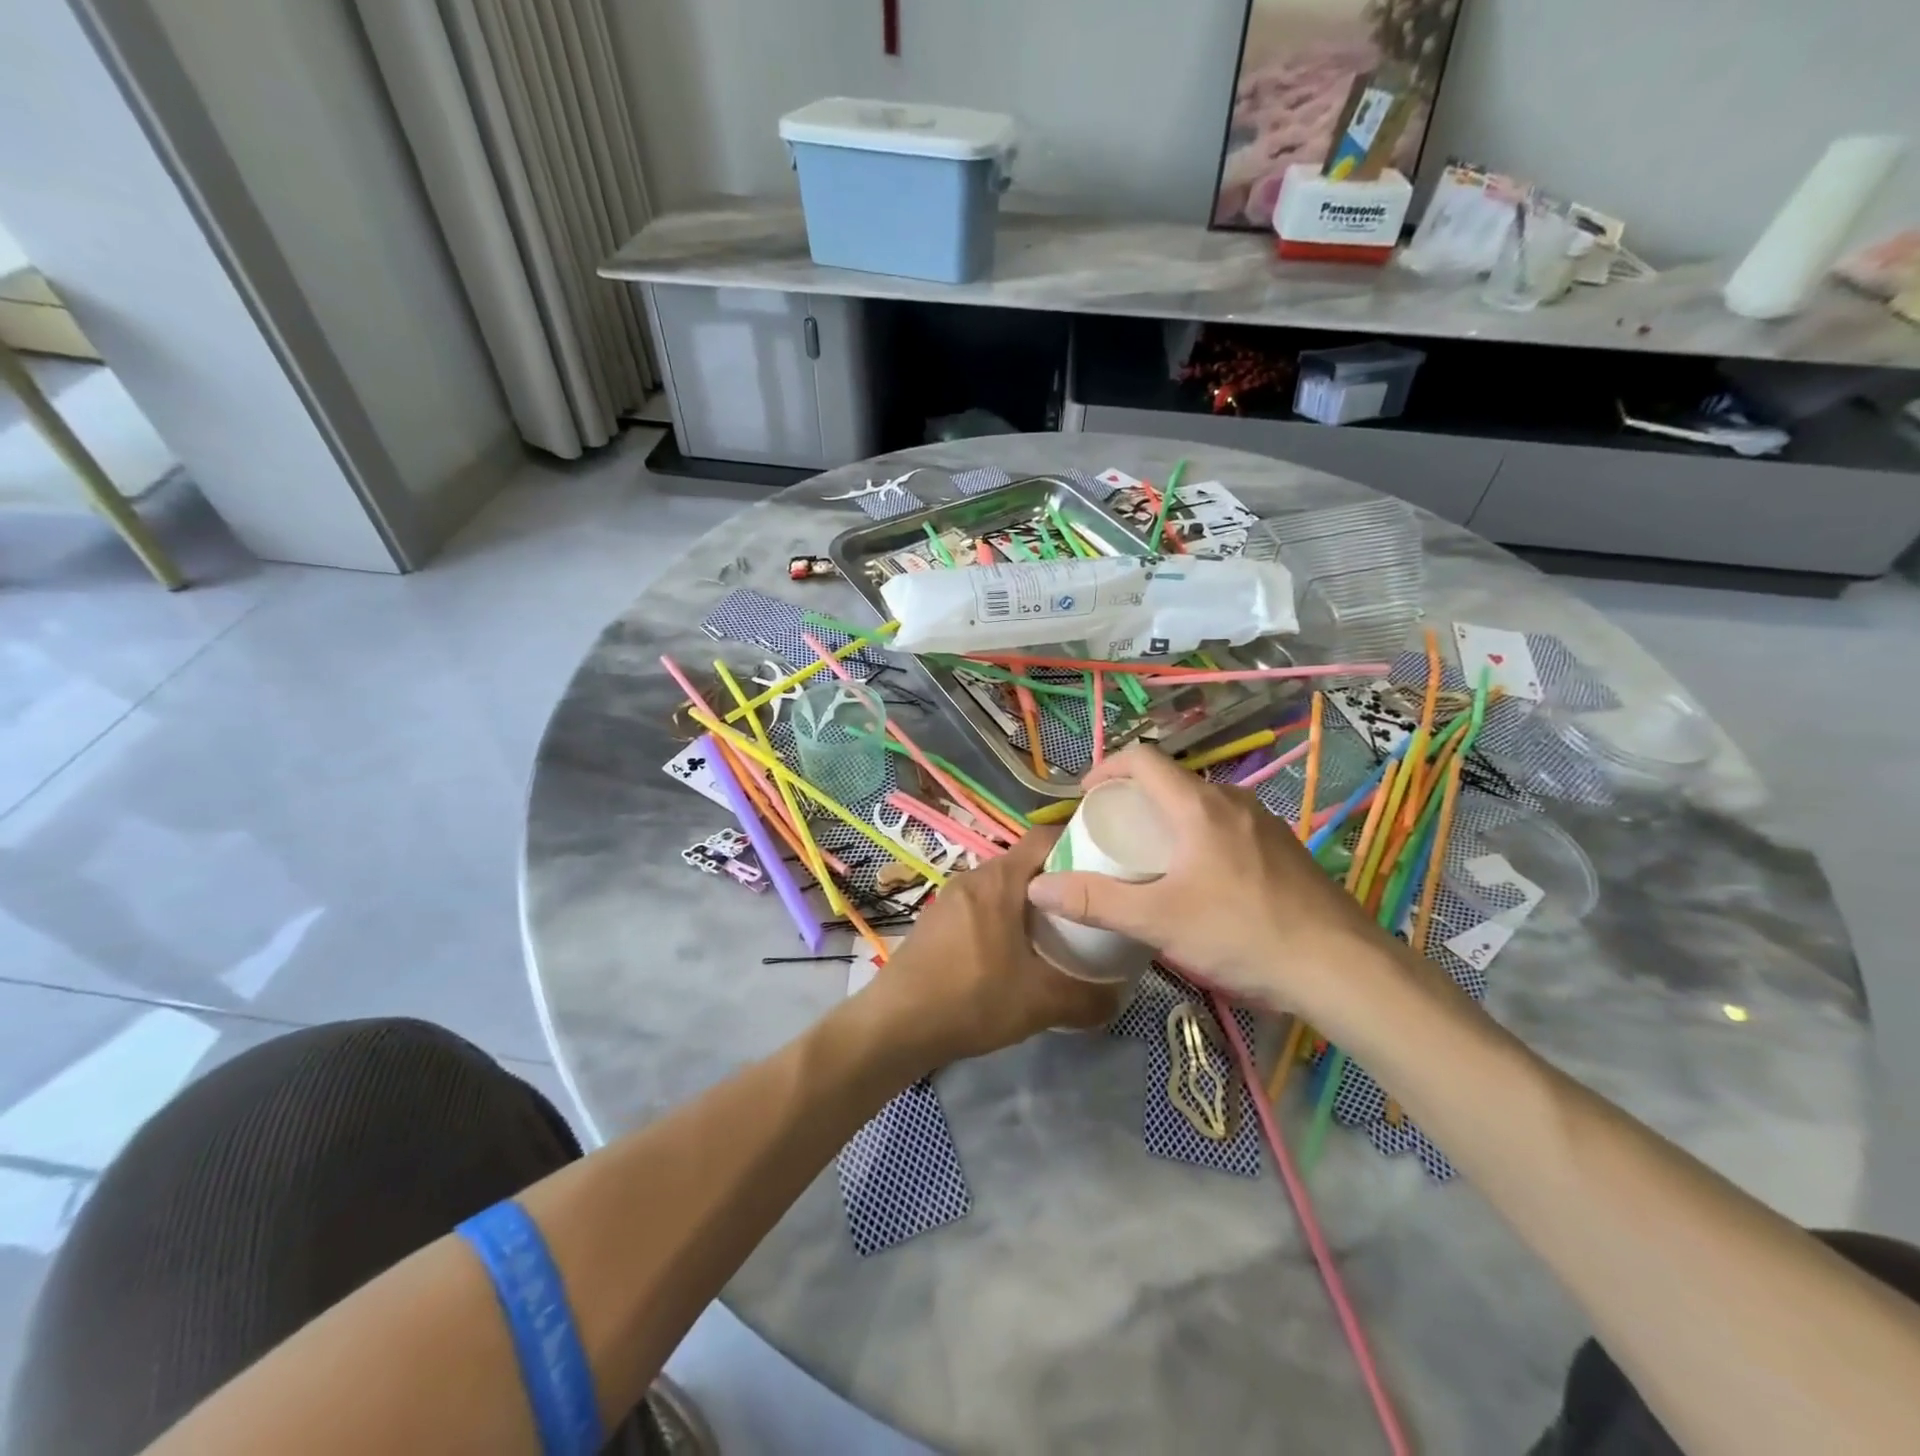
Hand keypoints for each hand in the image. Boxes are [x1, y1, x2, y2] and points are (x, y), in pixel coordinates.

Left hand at [865, 828, 1123, 1066]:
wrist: (895, 1024)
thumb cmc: (972, 998)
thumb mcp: (1040, 1003)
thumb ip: (1088, 999)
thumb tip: (1120, 997)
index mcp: (999, 880)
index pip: (1045, 838)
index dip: (1078, 843)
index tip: (1105, 865)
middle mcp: (973, 876)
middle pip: (1025, 862)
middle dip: (1058, 879)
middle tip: (1089, 904)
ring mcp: (950, 897)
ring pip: (1002, 885)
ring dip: (1029, 901)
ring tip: (1058, 930)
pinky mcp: (937, 919)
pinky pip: (981, 904)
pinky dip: (1004, 916)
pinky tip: (1015, 951)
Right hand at [1025, 744, 1393, 1021]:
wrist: (1341, 968)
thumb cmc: (1241, 933)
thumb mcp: (1158, 920)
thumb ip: (1095, 901)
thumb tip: (1038, 885)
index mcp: (1198, 806)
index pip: (1143, 759)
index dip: (1106, 768)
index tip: (1084, 797)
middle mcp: (1232, 802)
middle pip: (1170, 782)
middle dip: (1133, 799)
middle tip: (1110, 834)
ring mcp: (1264, 825)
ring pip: (1200, 806)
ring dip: (1167, 820)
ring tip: (1149, 858)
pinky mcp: (1283, 850)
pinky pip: (1226, 828)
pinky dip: (1197, 838)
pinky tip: (1199, 882)